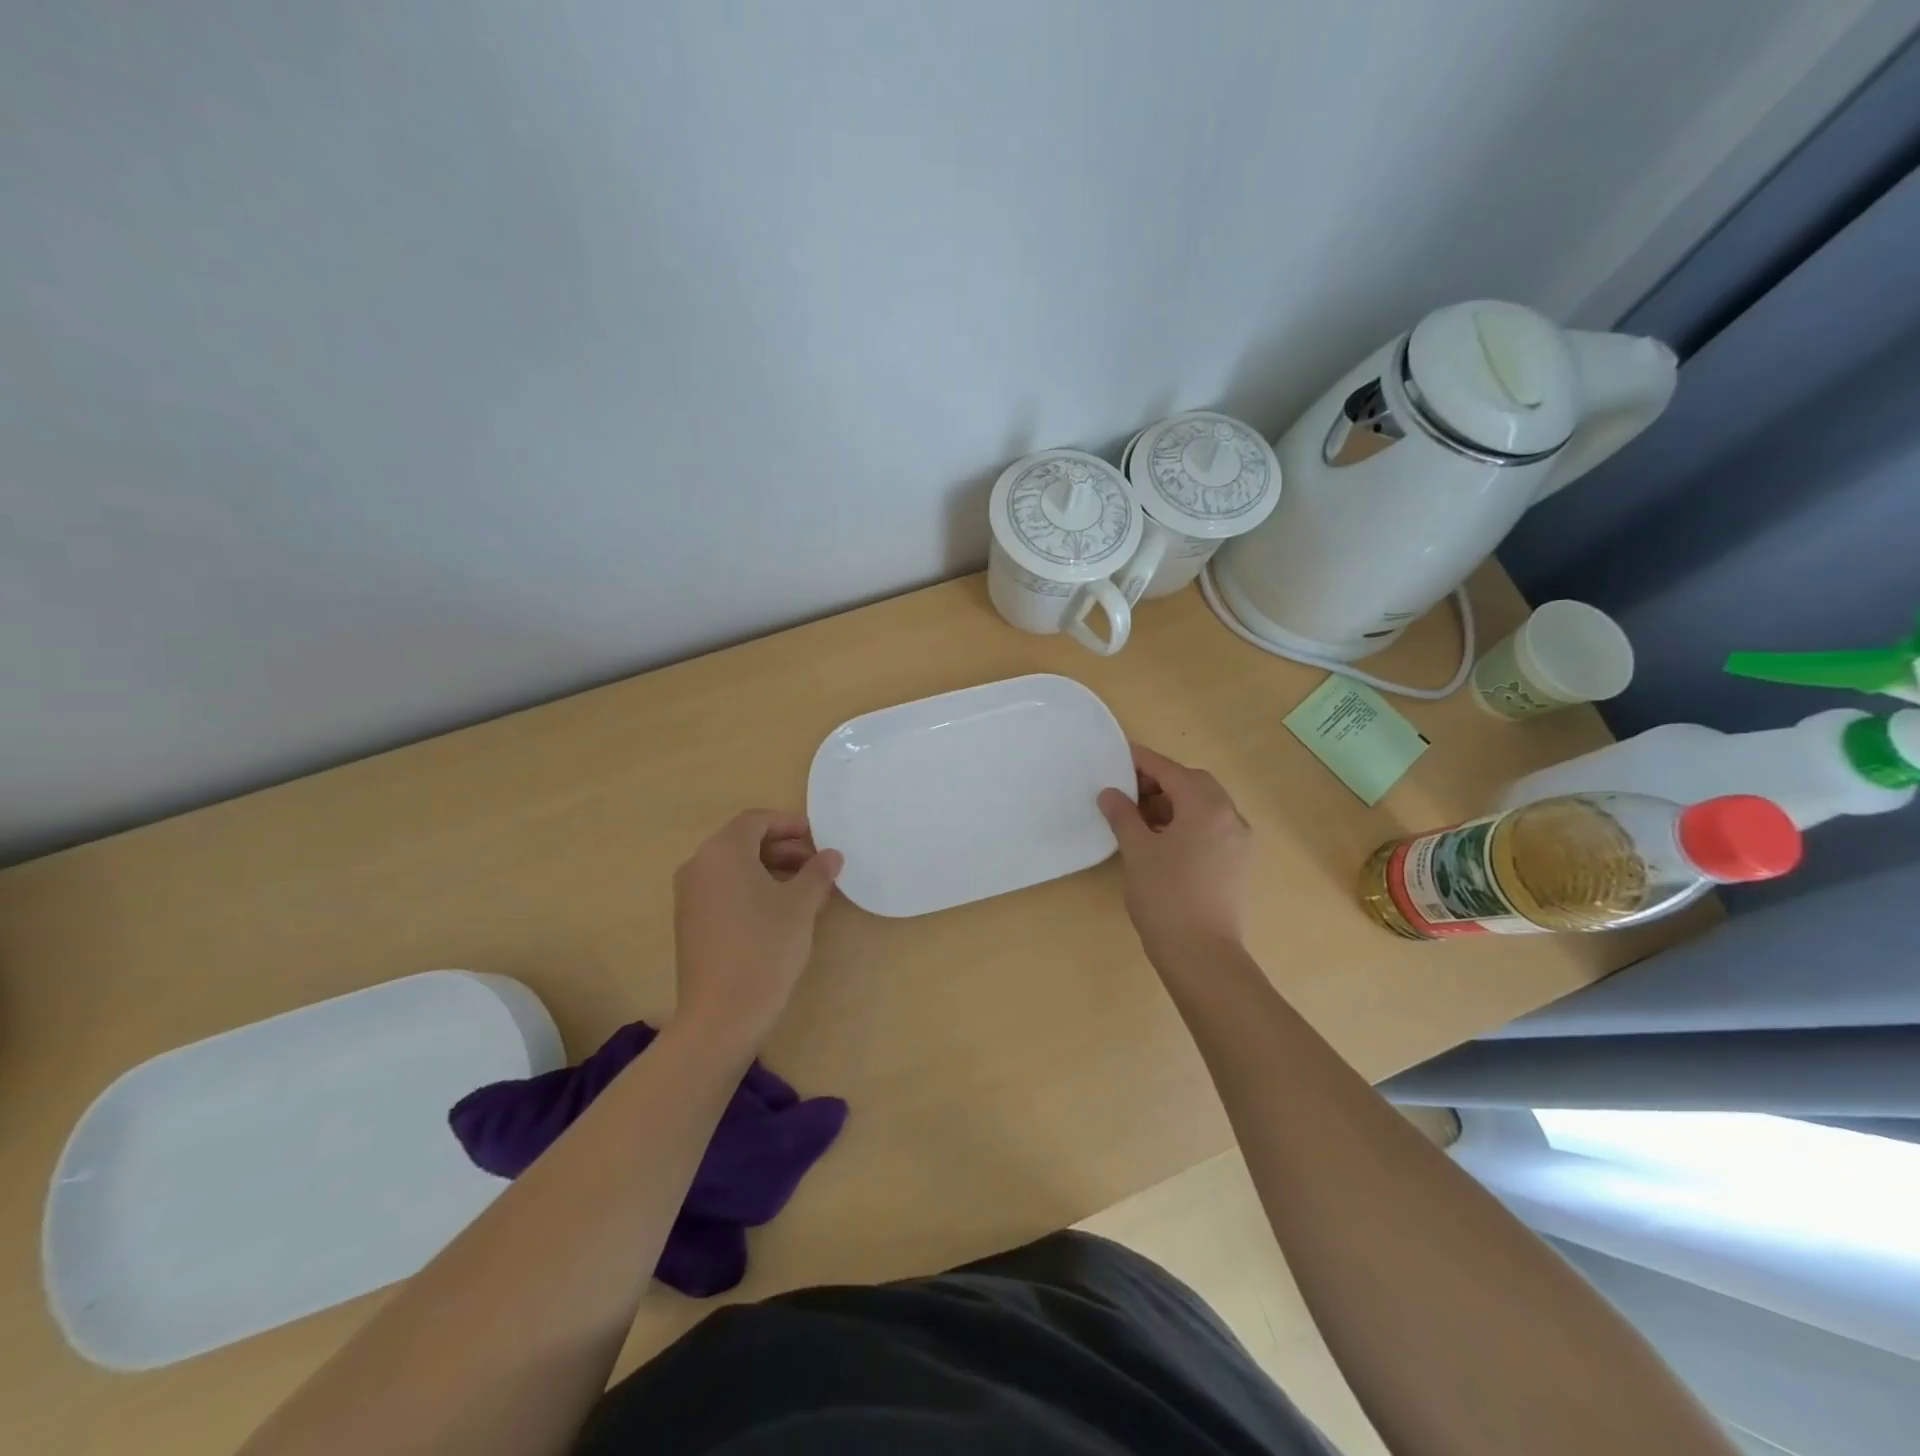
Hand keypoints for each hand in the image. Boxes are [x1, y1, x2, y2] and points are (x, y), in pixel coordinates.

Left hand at [672, 811, 842, 1052]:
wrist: (722, 1013)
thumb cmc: (765, 946)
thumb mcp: (800, 905)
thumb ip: (817, 873)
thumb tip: (831, 856)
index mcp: (722, 852)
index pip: (756, 820)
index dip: (790, 824)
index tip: (820, 838)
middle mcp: (699, 866)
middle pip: (744, 842)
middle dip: (784, 848)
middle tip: (818, 864)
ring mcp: (690, 896)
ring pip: (735, 869)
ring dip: (771, 870)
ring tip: (807, 889)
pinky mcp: (691, 923)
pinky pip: (725, 891)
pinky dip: (753, 890)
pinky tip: (782, 912)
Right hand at [1097, 744, 1252, 959]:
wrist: (1202, 955)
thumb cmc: (1166, 896)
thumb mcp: (1137, 850)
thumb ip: (1123, 815)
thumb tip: (1110, 793)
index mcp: (1207, 806)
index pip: (1171, 771)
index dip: (1143, 761)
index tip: (1119, 755)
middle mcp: (1230, 817)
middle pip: (1194, 784)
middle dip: (1161, 782)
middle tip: (1128, 790)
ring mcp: (1238, 842)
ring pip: (1204, 807)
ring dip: (1174, 804)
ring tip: (1139, 818)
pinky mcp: (1237, 865)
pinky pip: (1211, 829)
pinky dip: (1187, 824)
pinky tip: (1162, 841)